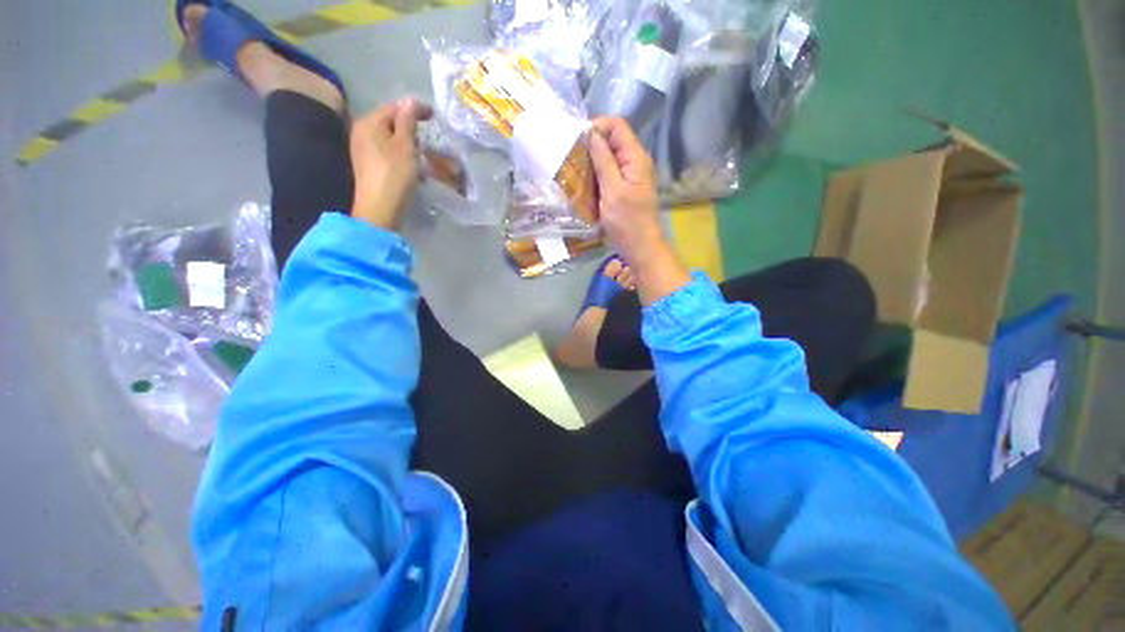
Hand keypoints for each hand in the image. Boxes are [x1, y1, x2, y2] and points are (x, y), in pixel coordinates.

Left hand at [349, 99, 432, 229]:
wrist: (380, 208)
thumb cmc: (394, 175)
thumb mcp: (406, 146)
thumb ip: (408, 121)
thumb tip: (411, 100)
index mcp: (369, 123)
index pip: (394, 108)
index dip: (415, 109)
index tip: (434, 116)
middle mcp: (361, 131)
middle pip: (389, 122)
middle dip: (410, 127)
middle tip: (428, 135)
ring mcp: (362, 149)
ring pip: (389, 138)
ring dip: (406, 142)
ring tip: (422, 150)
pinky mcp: (367, 165)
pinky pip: (386, 151)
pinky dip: (400, 153)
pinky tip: (411, 163)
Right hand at [589, 117, 664, 262]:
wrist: (641, 249)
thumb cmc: (628, 223)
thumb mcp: (613, 191)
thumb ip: (603, 160)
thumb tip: (590, 132)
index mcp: (636, 157)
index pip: (617, 125)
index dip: (596, 127)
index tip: (577, 143)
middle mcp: (634, 162)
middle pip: (612, 140)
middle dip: (591, 146)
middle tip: (572, 160)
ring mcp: (630, 176)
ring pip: (608, 158)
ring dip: (591, 163)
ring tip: (575, 173)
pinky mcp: (624, 189)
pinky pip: (608, 174)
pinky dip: (595, 176)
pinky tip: (584, 186)